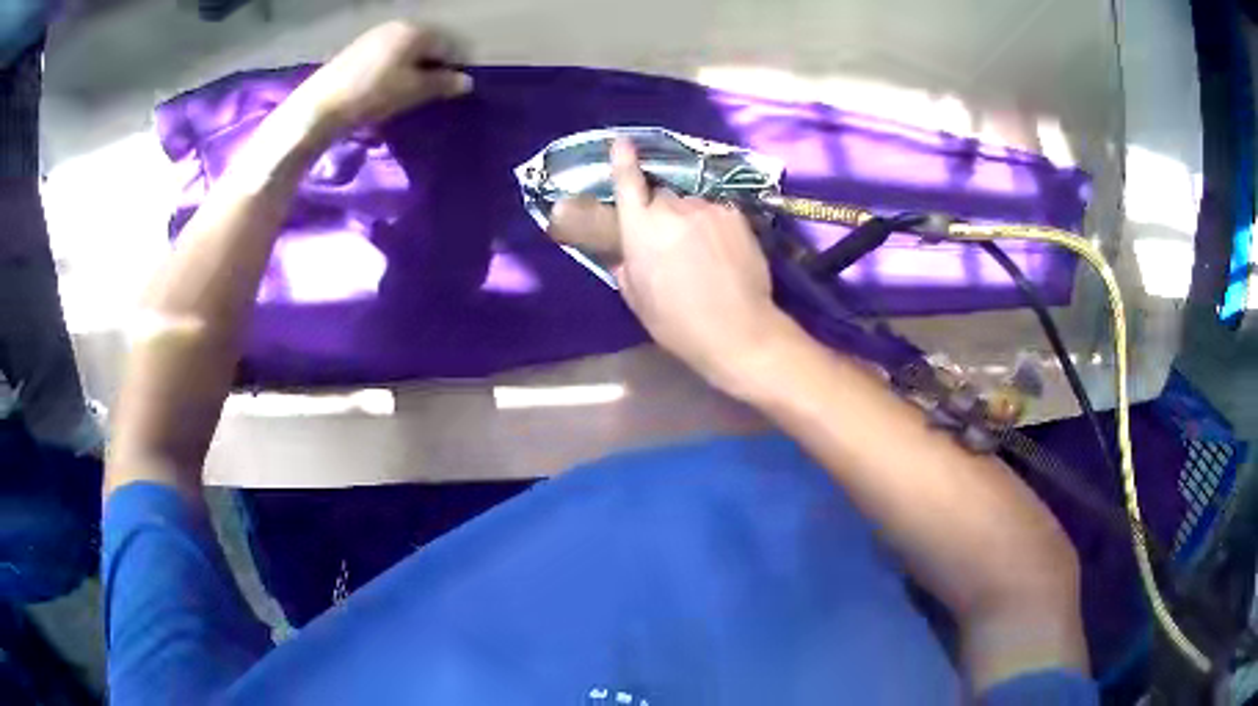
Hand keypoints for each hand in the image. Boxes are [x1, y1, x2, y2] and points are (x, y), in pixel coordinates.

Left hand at [294, 21, 471, 134]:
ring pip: (405, 51)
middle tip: (427, 93)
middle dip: (431, 67)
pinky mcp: (356, 49)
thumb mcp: (413, 91)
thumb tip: (467, 82)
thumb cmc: (373, 95)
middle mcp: (397, 25)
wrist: (320, 107)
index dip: (452, 68)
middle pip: (426, 45)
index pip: (448, 46)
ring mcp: (374, 35)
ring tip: (405, 94)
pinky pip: (386, 56)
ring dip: (410, 69)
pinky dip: (392, 69)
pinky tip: (384, 89)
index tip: (449, 91)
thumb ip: (442, 84)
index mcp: (416, 30)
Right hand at [604, 138, 785, 387]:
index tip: (621, 141)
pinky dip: (714, 224)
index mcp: (640, 229)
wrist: (738, 330)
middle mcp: (672, 209)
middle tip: (671, 242)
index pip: (627, 184)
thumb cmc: (678, 323)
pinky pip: (717, 210)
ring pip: (692, 203)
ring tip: (703, 250)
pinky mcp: (736, 215)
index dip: (623, 161)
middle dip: (661, 211)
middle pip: (662, 196)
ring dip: (690, 218)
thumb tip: (624, 251)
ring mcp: (708, 209)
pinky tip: (723, 249)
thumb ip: (625, 266)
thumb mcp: (637, 299)